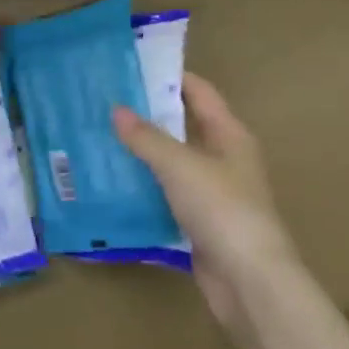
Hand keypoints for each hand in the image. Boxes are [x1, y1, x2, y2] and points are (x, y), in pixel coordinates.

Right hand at [112, 75, 301, 333]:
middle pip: (182, 127)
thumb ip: (147, 138)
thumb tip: (117, 110)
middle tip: (104, 105)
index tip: (130, 67)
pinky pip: (166, 196)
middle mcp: (223, 159)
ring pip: (171, 164)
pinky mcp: (198, 223)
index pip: (199, 92)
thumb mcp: (180, 166)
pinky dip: (143, 189)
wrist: (249, 280)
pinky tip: (113, 185)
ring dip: (141, 154)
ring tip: (99, 140)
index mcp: (230, 135)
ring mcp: (212, 193)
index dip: (169, 77)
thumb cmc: (222, 209)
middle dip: (147, 116)